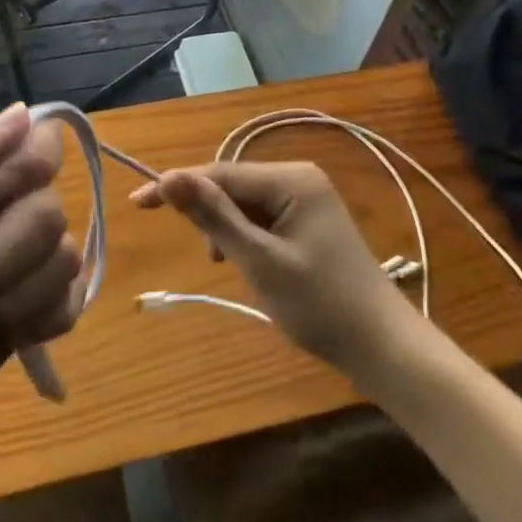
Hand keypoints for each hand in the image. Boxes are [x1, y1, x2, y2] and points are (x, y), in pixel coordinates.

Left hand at [0, 105, 82, 496]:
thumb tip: (24, 110)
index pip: (39, 144)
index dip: (30, 168)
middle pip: (53, 207)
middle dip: (6, 249)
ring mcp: (13, 273)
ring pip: (66, 257)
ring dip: (16, 291)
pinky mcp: (26, 323)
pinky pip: (71, 302)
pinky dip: (40, 319)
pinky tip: (4, 335)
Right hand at [133, 162, 408, 373]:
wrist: (384, 348)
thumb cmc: (321, 305)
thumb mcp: (261, 262)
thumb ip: (215, 217)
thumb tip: (169, 177)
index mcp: (291, 178)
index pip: (220, 174)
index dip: (178, 186)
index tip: (137, 202)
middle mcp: (298, 177)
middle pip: (232, 185)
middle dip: (207, 212)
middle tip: (199, 250)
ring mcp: (306, 198)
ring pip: (245, 203)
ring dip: (227, 229)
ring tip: (228, 265)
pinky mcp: (308, 220)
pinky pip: (262, 217)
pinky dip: (246, 237)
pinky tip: (246, 262)